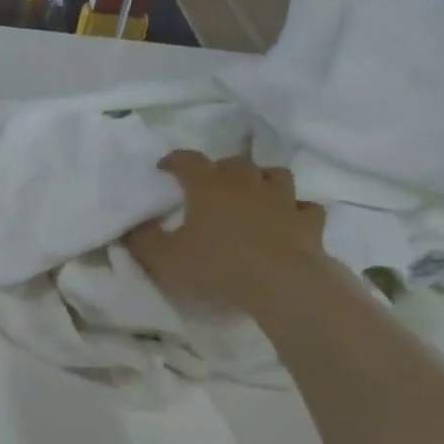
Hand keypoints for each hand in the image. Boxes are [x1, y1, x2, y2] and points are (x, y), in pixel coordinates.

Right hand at [126, 152, 329, 311]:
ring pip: (274, 175)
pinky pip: (304, 207)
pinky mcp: (308, 221)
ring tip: (252, 194)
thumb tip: (135, 226)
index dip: (175, 160)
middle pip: (233, 162)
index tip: (165, 167)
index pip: (188, 160)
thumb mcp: (165, 259)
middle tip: (210, 186)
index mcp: (209, 186)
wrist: (282, 283)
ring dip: (261, 180)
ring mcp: (282, 199)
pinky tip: (288, 219)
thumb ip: (144, 240)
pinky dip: (295, 210)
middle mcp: (246, 183)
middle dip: (219, 169)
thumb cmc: (217, 266)